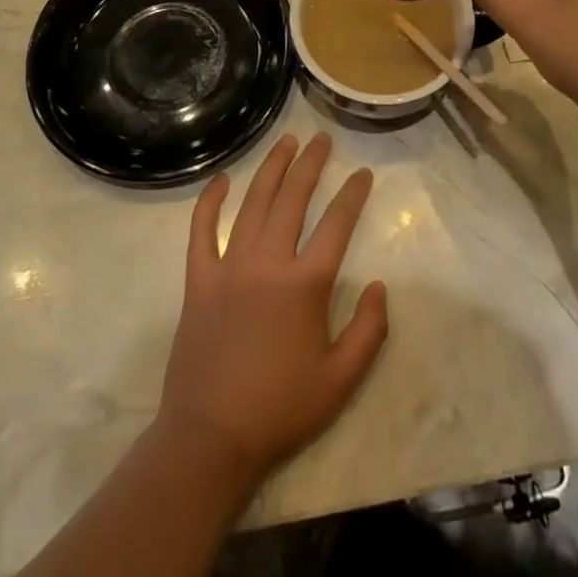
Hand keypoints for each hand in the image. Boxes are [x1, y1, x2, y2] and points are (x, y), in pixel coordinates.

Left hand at [157, 132, 388, 484]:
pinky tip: (221, 179)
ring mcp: (229, 266)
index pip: (336, 223)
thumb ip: (369, 330)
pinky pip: (202, 230)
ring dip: (272, 168)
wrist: (211, 438)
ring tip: (287, 142)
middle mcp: (268, 262)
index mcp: (305, 284)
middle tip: (321, 139)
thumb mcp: (341, 381)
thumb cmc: (280, 409)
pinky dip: (210, 201)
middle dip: (311, 163)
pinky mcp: (199, 279)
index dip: (353, 194)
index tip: (362, 173)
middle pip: (292, 198)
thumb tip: (379, 285)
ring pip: (253, 202)